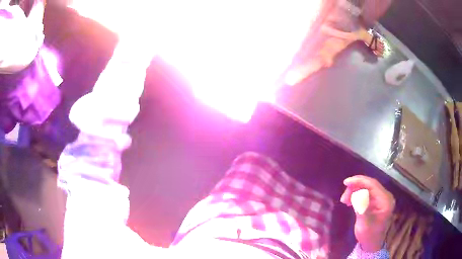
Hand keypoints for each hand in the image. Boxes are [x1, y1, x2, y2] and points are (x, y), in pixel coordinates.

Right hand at [340, 175, 394, 251]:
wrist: (371, 245)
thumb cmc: (369, 236)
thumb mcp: (364, 224)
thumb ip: (362, 209)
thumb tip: (356, 195)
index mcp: (385, 200)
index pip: (373, 185)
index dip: (359, 181)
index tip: (346, 182)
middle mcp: (385, 196)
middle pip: (370, 185)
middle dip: (355, 187)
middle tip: (343, 197)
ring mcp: (381, 199)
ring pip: (367, 188)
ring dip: (355, 191)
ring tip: (344, 200)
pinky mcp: (376, 202)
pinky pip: (366, 193)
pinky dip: (357, 195)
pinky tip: (350, 201)